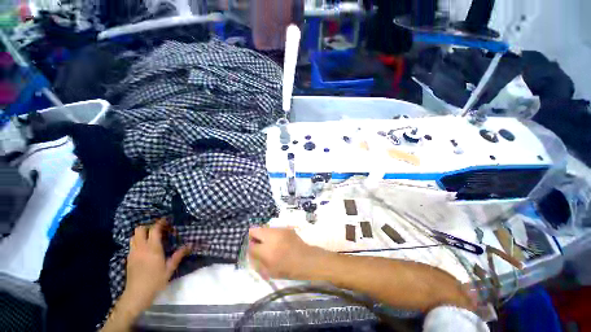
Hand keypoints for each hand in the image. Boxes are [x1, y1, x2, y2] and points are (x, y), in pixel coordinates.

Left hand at [121, 219, 190, 314]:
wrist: (136, 295)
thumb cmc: (155, 282)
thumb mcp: (169, 269)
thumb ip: (178, 256)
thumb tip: (189, 245)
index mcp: (153, 249)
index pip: (154, 230)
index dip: (160, 223)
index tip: (166, 220)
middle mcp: (141, 248)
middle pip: (140, 229)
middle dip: (148, 226)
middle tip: (158, 230)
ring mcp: (133, 253)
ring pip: (134, 236)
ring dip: (142, 233)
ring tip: (151, 237)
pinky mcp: (128, 258)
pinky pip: (132, 244)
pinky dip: (138, 241)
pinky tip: (144, 247)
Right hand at [248, 227, 326, 279]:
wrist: (306, 259)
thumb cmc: (288, 269)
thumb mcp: (269, 271)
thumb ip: (257, 262)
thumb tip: (251, 253)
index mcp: (266, 250)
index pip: (250, 246)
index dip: (250, 249)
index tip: (254, 252)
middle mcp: (271, 236)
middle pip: (254, 230)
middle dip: (253, 237)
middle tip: (259, 245)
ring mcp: (279, 230)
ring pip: (264, 228)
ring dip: (263, 235)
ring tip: (270, 243)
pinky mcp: (285, 228)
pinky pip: (273, 229)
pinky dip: (272, 234)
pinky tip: (278, 241)